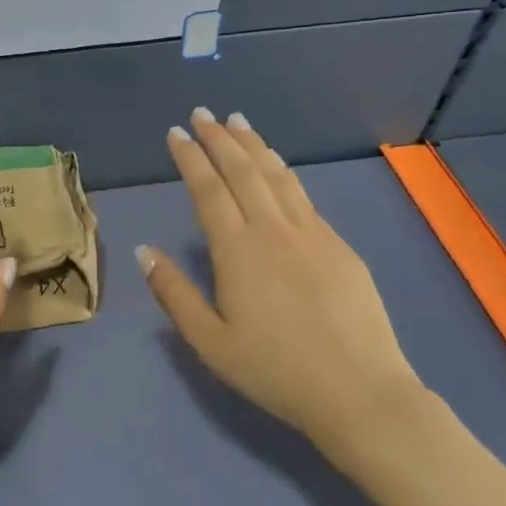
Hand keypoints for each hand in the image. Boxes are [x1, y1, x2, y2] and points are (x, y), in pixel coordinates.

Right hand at [137, 109, 428, 451]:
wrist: (360, 392)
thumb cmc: (275, 371)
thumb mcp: (210, 343)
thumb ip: (175, 294)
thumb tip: (145, 252)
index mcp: (238, 251)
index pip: (208, 190)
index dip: (191, 158)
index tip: (177, 133)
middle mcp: (274, 230)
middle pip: (244, 171)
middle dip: (220, 138)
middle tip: (203, 114)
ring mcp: (312, 234)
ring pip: (278, 176)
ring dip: (255, 145)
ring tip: (238, 122)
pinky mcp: (339, 246)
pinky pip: (303, 196)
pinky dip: (283, 172)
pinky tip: (278, 168)